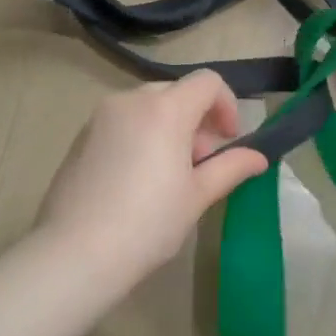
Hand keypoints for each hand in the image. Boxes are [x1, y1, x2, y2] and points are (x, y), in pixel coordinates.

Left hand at [36, 71, 266, 283]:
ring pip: (147, 107)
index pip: (207, 82)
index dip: (227, 105)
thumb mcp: (198, 196)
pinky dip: (141, 136)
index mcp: (164, 110)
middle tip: (201, 163)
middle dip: (197, 120)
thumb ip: (230, 167)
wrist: (76, 253)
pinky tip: (137, 181)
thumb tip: (259, 157)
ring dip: (169, 128)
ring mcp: (99, 118)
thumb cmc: (148, 223)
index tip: (229, 140)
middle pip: (176, 92)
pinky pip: (122, 123)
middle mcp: (129, 101)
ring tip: (169, 175)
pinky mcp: (80, 137)